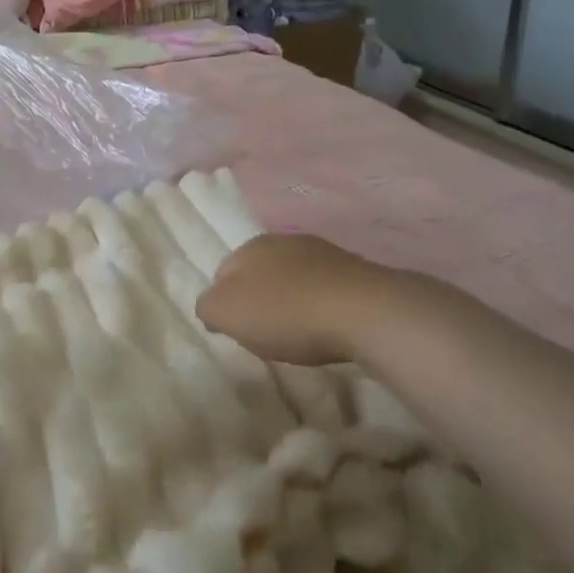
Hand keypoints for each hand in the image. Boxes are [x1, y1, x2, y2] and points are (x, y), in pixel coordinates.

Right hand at [195, 232, 398, 365]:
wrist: (367, 312)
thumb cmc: (287, 312)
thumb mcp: (226, 314)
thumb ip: (207, 307)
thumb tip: (211, 307)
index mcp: (249, 247)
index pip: (223, 273)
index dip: (225, 303)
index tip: (236, 330)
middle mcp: (283, 240)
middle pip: (259, 273)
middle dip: (259, 298)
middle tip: (265, 332)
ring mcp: (323, 252)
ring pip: (293, 278)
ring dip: (291, 299)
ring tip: (299, 332)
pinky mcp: (355, 270)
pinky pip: (324, 288)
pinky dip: (320, 304)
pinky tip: (327, 325)